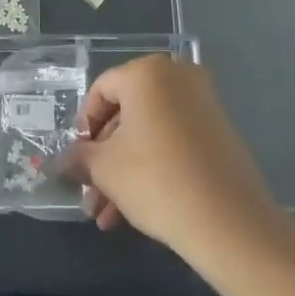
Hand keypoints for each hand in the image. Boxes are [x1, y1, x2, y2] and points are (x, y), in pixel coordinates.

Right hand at [62, 55, 281, 261]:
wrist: (230, 222)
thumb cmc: (156, 180)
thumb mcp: (105, 169)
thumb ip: (79, 158)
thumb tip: (65, 160)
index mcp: (147, 73)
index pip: (101, 91)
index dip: (84, 126)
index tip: (78, 159)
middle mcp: (177, 78)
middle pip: (126, 114)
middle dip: (104, 157)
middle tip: (91, 192)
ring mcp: (202, 104)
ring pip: (149, 133)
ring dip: (124, 170)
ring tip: (107, 216)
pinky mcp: (218, 133)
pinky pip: (173, 142)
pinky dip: (152, 167)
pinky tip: (134, 209)